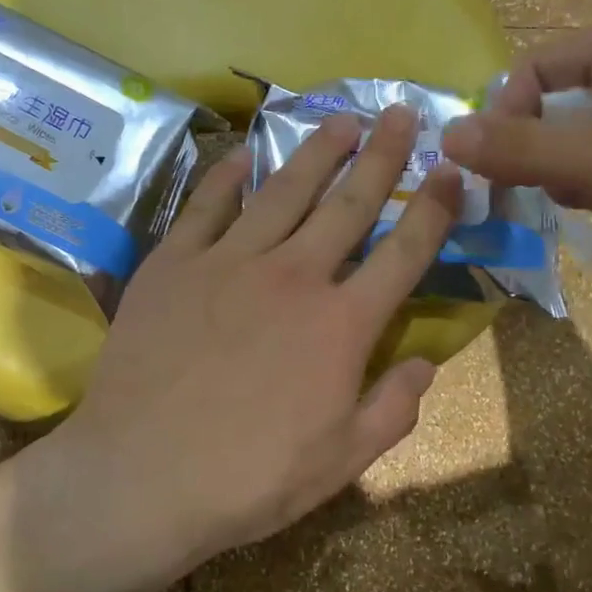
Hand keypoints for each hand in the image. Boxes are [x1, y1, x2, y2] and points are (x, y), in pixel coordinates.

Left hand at [16, 105, 461, 591]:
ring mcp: (228, 263)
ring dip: (317, 151)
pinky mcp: (172, 264)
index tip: (451, 170)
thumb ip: (393, 408)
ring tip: (340, 119)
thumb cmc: (249, 478)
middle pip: (349, 204)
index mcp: (341, 324)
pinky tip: (244, 155)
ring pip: (284, 191)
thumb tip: (424, 364)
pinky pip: (205, 207)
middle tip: (401, 112)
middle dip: (382, 155)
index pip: (404, 253)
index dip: (434, 208)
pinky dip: (227, 177)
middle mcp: (293, 276)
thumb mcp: (342, 461)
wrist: (140, 476)